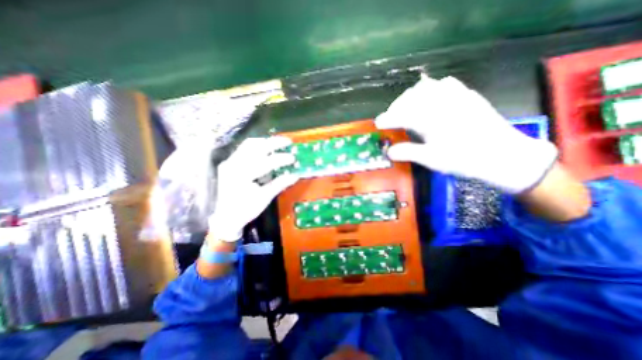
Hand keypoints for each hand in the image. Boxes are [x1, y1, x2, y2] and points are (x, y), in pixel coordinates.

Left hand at [210, 138, 299, 240]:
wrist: (226, 217)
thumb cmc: (246, 209)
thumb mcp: (265, 197)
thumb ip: (280, 184)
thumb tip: (296, 175)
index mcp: (242, 175)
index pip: (265, 162)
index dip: (281, 159)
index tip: (293, 158)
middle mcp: (233, 164)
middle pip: (256, 146)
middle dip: (274, 143)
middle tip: (288, 142)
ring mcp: (229, 162)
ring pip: (249, 144)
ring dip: (265, 142)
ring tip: (278, 143)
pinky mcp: (229, 162)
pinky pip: (244, 149)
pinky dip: (257, 146)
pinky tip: (265, 149)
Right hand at [378, 75, 557, 194]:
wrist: (503, 156)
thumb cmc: (464, 160)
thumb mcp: (432, 160)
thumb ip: (408, 152)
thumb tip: (388, 152)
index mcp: (432, 120)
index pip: (402, 115)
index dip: (387, 119)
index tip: (377, 123)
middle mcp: (442, 103)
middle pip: (411, 97)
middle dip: (396, 106)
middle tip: (390, 117)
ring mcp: (457, 96)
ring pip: (427, 86)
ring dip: (411, 95)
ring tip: (406, 107)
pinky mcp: (468, 95)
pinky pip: (445, 84)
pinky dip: (431, 89)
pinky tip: (430, 99)